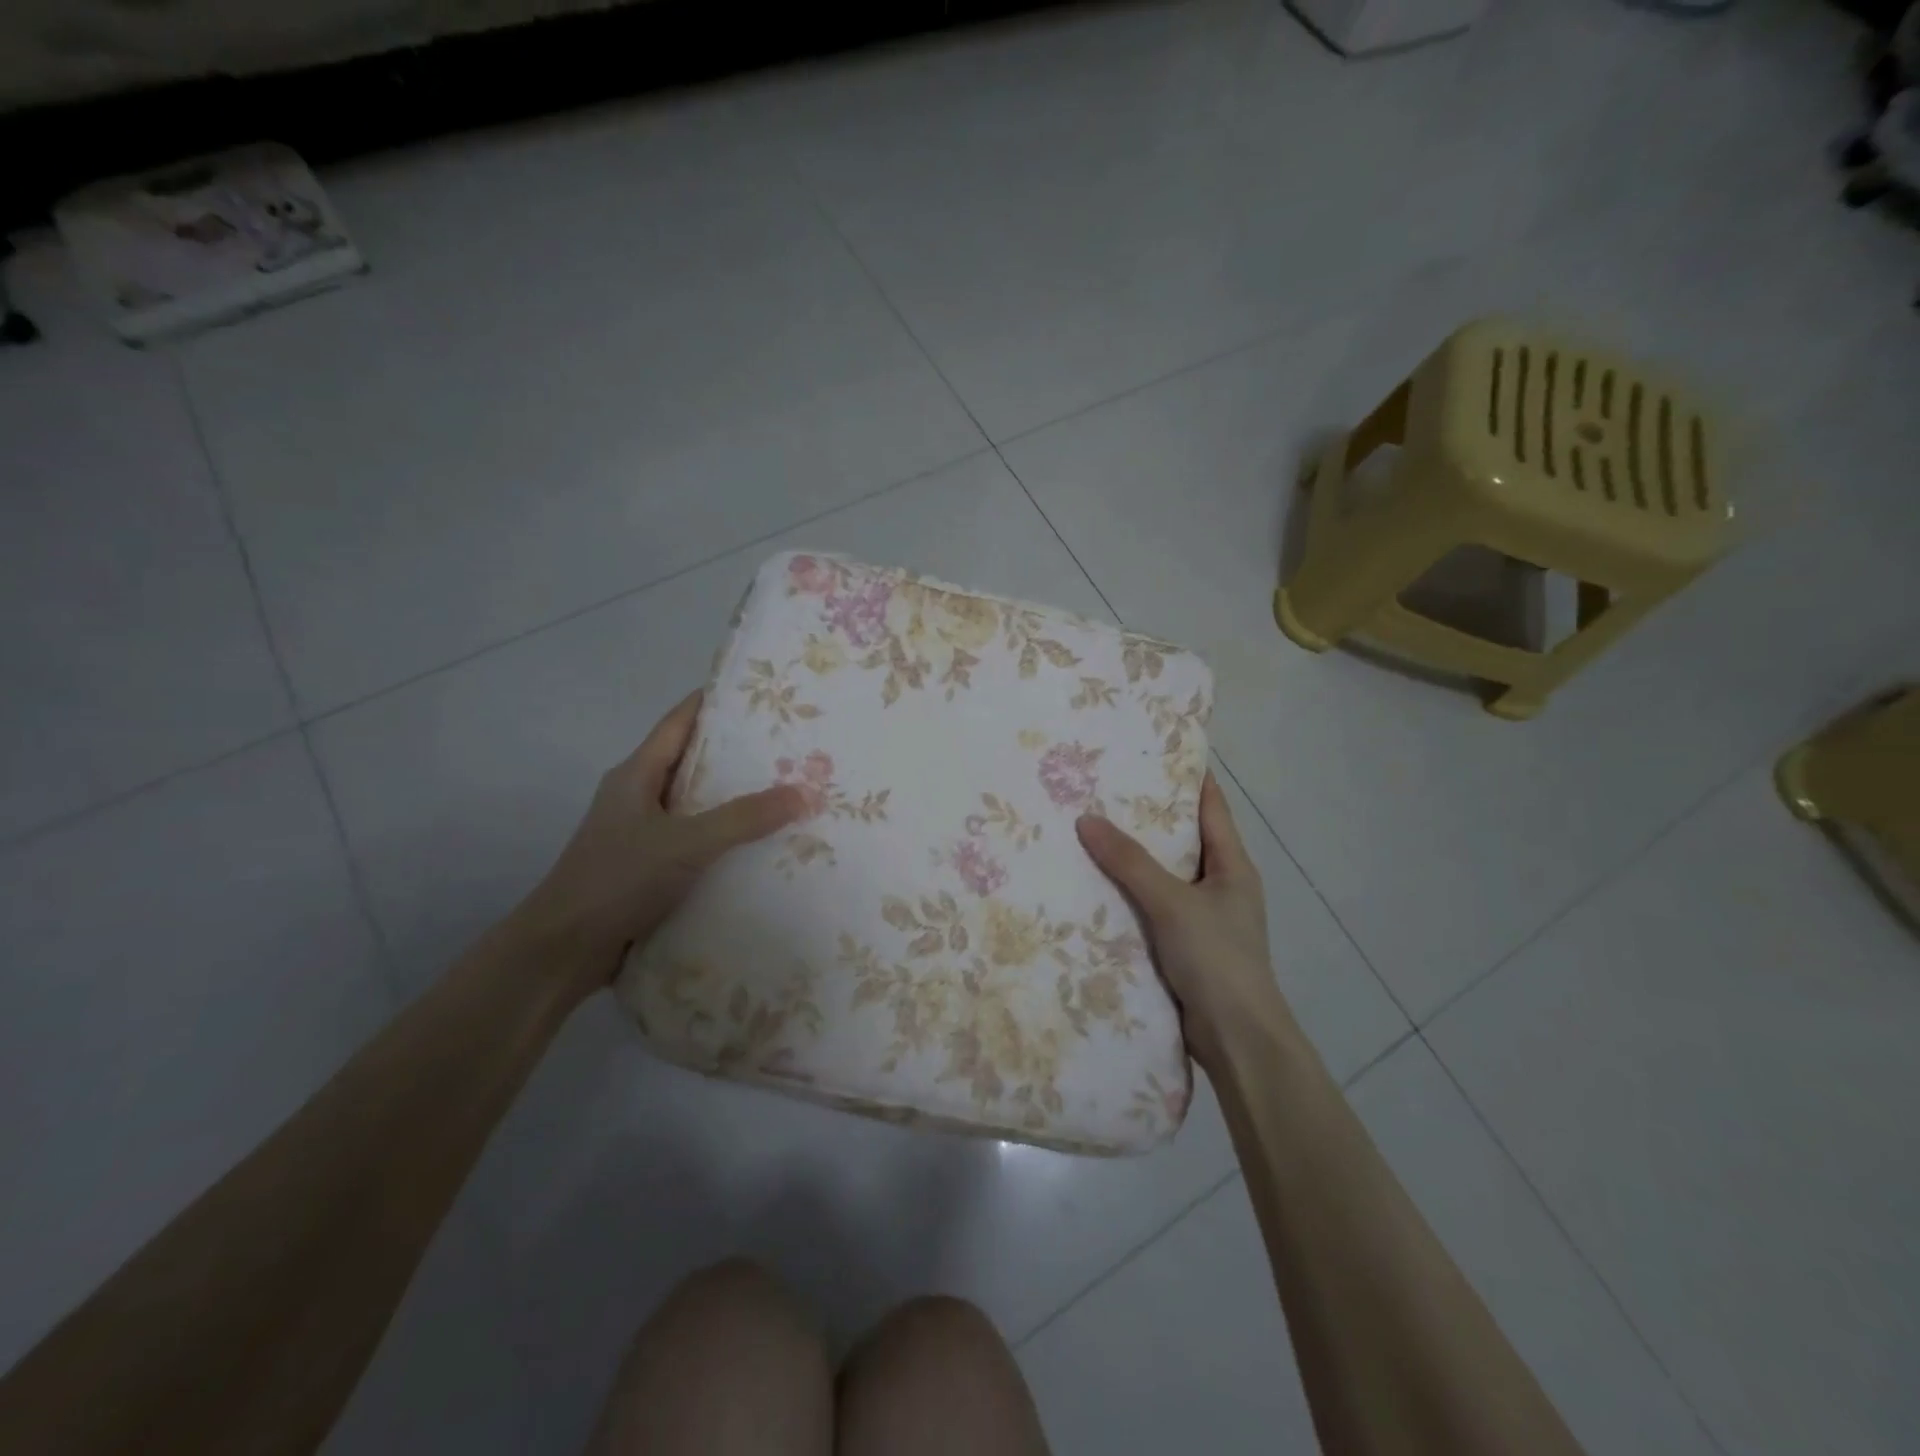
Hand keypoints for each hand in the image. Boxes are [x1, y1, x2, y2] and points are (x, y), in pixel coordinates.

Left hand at [515, 692, 806, 995]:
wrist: (563, 951)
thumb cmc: (617, 880)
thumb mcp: (685, 843)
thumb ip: (744, 818)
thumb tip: (805, 792)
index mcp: (636, 774)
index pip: (680, 720)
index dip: (716, 701)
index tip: (763, 695)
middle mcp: (638, 796)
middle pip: (693, 761)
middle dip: (739, 754)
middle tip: (792, 747)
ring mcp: (643, 834)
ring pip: (697, 804)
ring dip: (735, 800)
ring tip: (788, 793)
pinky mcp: (650, 868)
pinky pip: (696, 840)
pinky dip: (726, 839)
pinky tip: (760, 846)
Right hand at [1077, 773, 1288, 1070]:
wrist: (1237, 1040)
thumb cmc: (1217, 959)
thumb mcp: (1172, 903)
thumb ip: (1129, 862)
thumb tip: (1086, 819)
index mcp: (1232, 865)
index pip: (1210, 805)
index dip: (1185, 776)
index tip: (1150, 751)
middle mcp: (1220, 884)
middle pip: (1182, 838)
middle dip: (1146, 816)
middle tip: (1101, 789)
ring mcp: (1203, 917)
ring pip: (1163, 875)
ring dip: (1133, 858)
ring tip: (1088, 830)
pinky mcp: (1185, 946)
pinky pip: (1152, 907)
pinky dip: (1129, 894)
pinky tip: (1094, 886)